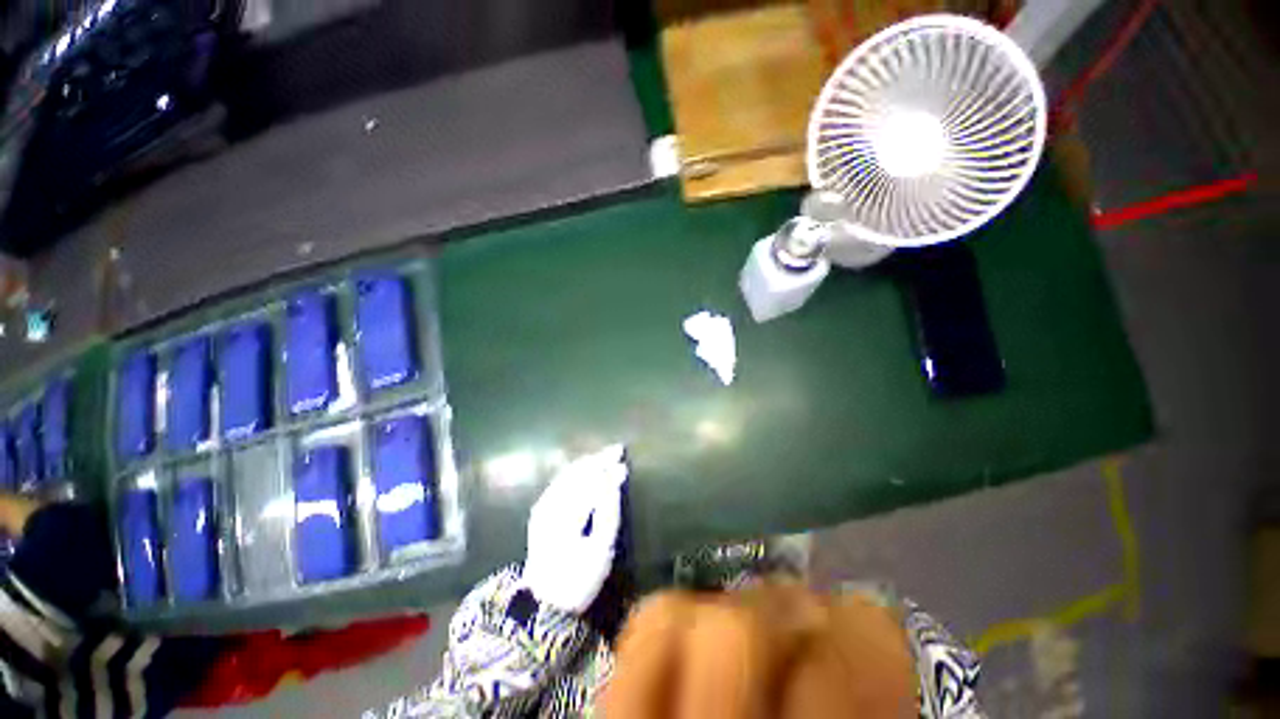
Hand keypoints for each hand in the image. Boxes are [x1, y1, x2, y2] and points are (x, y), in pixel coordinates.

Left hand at [521, 444, 626, 612]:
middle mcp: (550, 506)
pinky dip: (576, 470)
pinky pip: (560, 480)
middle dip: (598, 459)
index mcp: (565, 517)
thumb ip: (609, 511)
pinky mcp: (539, 510)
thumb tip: (615, 481)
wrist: (544, 601)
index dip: (607, 470)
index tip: (624, 462)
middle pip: (576, 473)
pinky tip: (587, 467)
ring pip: (567, 474)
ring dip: (587, 462)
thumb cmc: (579, 578)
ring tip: (605, 455)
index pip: (590, 484)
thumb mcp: (601, 549)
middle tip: (618, 450)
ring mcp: (542, 507)